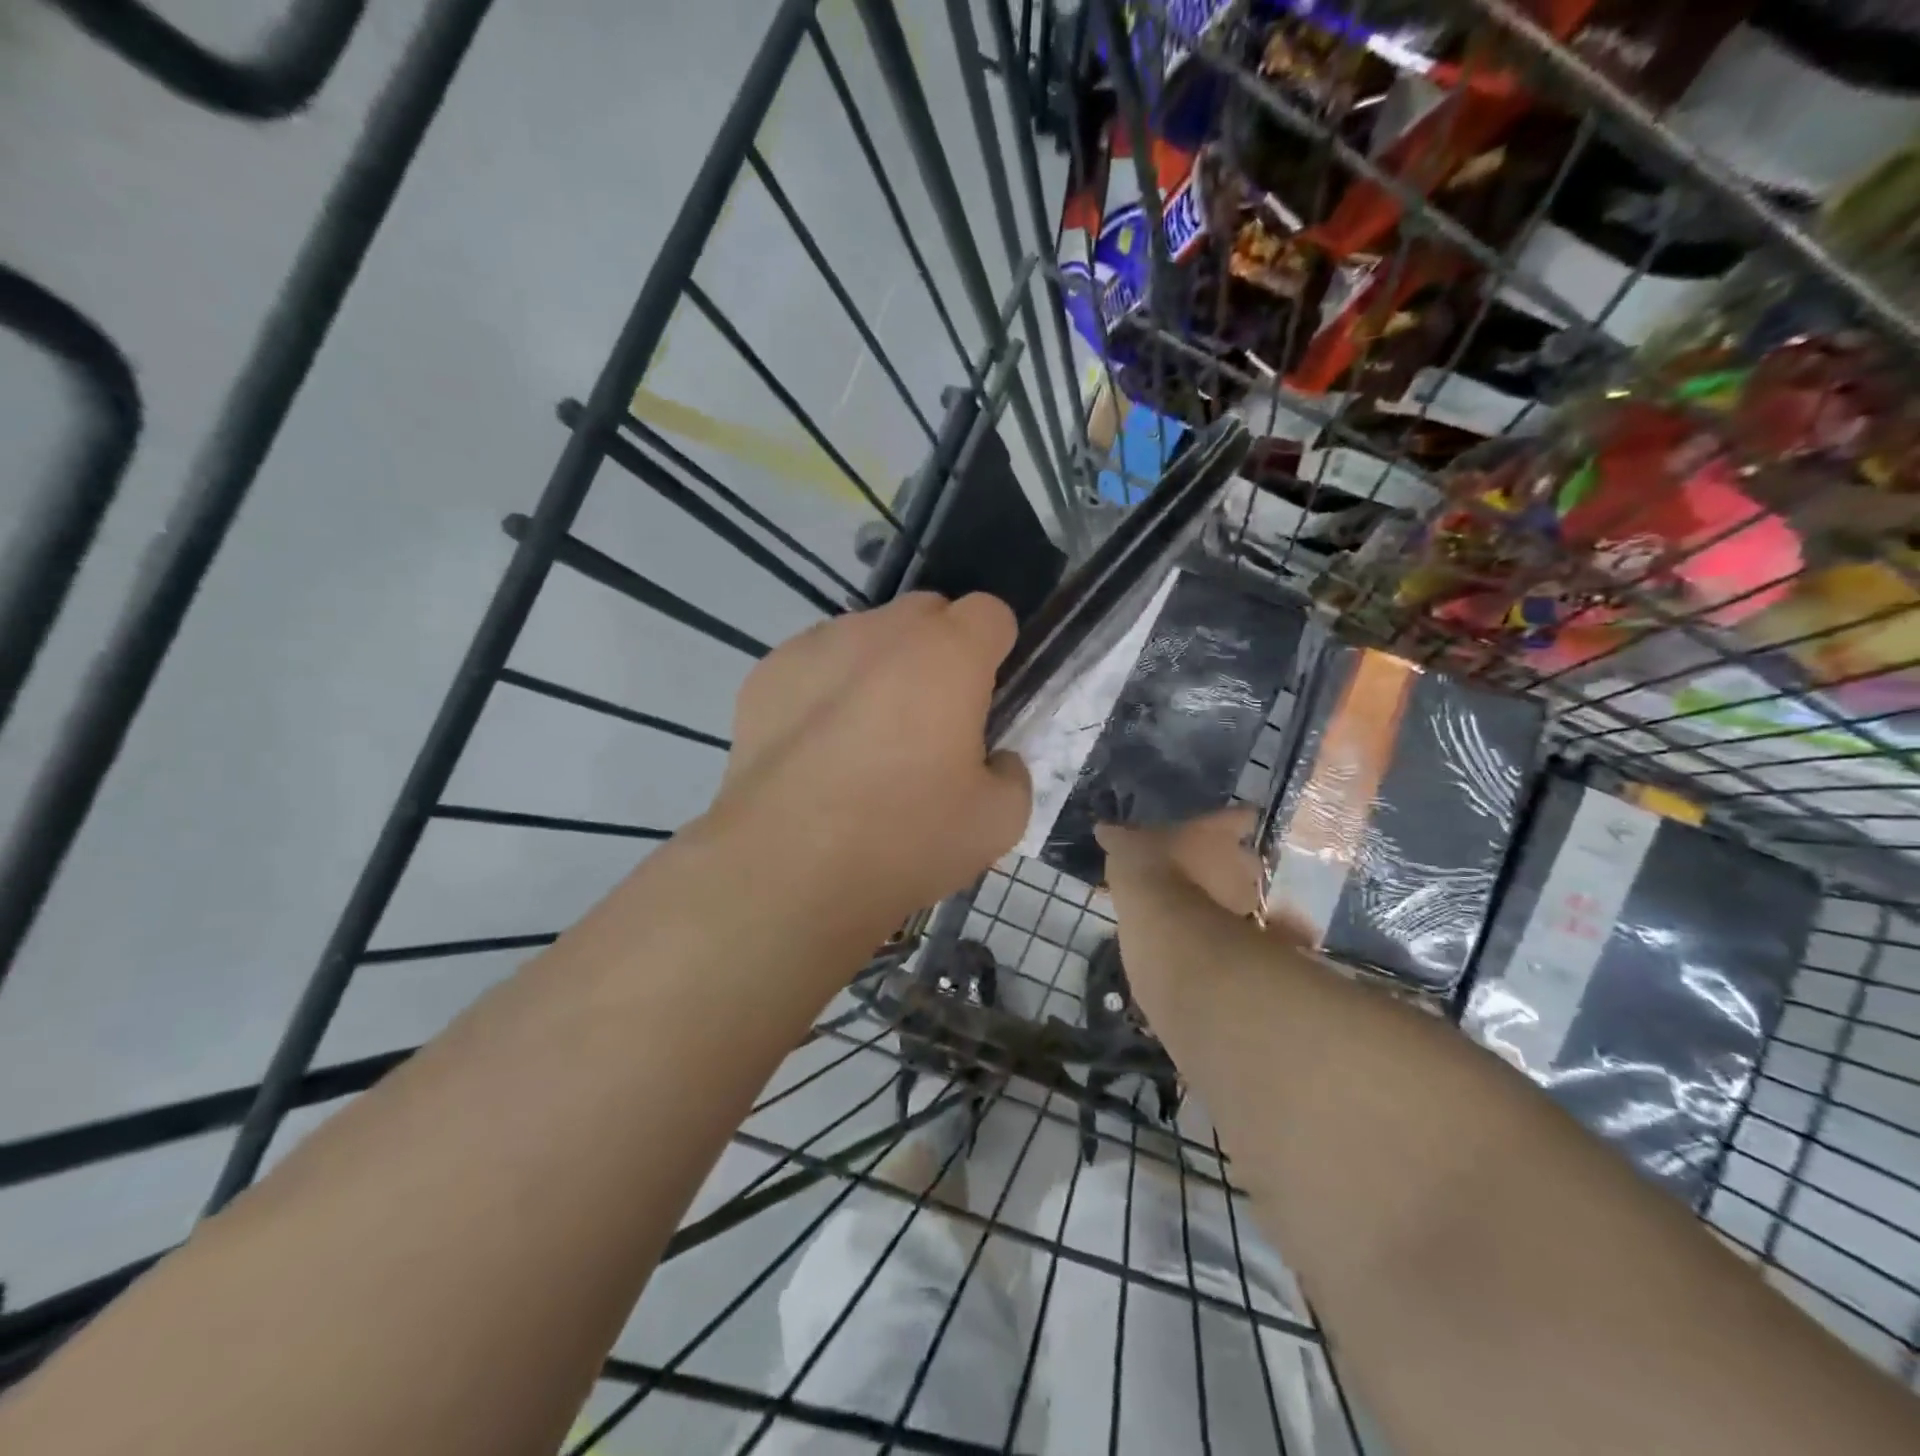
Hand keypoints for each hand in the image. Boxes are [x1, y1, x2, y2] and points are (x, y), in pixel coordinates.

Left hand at [705, 592, 1031, 928]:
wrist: (787, 870)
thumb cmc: (904, 839)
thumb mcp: (998, 822)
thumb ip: (1012, 775)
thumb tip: (993, 761)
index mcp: (947, 655)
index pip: (989, 613)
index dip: (995, 650)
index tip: (985, 696)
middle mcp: (881, 631)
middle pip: (926, 614)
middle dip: (939, 652)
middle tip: (930, 720)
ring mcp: (816, 646)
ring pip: (866, 636)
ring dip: (880, 668)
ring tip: (863, 738)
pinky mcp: (767, 673)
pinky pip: (815, 664)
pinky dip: (826, 689)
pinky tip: (815, 748)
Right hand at [1097, 808, 1321, 1015]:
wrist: (1164, 922)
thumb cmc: (1150, 866)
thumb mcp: (1125, 845)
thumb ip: (1119, 836)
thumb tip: (1104, 828)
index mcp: (1219, 830)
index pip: (1241, 815)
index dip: (1233, 820)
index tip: (1225, 824)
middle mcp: (1241, 860)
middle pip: (1247, 857)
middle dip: (1231, 863)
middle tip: (1205, 867)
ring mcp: (1244, 898)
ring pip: (1242, 892)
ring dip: (1226, 895)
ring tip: (1198, 901)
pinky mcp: (1239, 932)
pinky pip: (1230, 922)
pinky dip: (1217, 923)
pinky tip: (1194, 926)